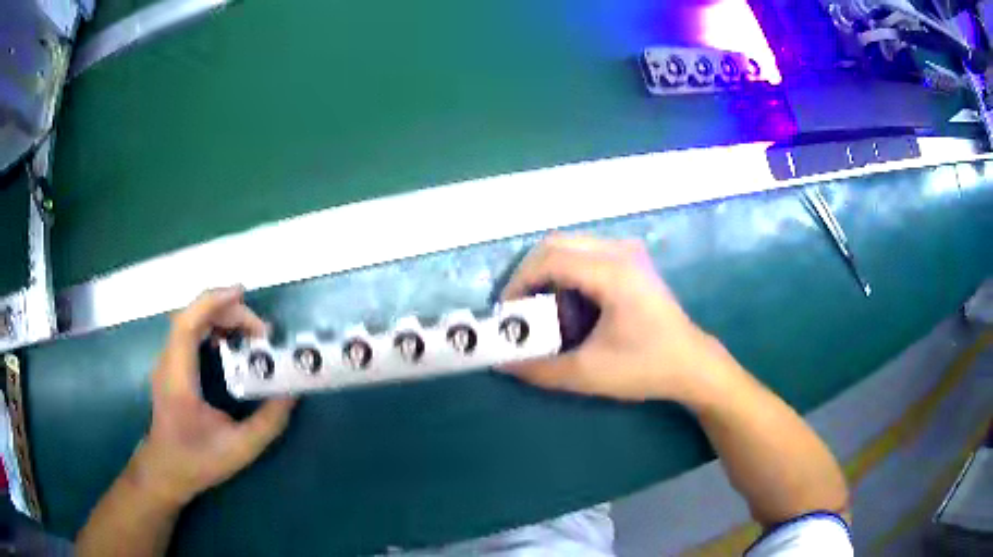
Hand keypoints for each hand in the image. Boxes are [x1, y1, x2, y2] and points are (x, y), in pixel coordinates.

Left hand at [129, 287, 295, 507]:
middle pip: (192, 316)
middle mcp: (169, 362)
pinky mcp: (171, 365)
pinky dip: (212, 326)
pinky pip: (189, 332)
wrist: (165, 469)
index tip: (242, 293)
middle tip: (262, 332)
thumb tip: (291, 393)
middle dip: (228, 311)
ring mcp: (167, 362)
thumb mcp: (239, 450)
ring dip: (221, 316)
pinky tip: (230, 341)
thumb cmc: (197, 461)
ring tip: (251, 333)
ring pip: (190, 320)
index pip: (188, 324)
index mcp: (179, 379)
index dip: (213, 301)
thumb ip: (268, 423)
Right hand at [501, 234, 733, 401]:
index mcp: (612, 273)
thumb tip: (501, 363)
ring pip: (571, 245)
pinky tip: (568, 303)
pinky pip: (587, 253)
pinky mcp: (632, 261)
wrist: (692, 364)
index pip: (551, 259)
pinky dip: (567, 272)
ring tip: (540, 307)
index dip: (520, 282)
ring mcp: (629, 252)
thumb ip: (539, 369)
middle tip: (518, 307)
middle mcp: (620, 251)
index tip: (507, 312)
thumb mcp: (588, 373)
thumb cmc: (645, 367)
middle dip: (529, 273)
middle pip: (557, 243)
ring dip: (548, 272)